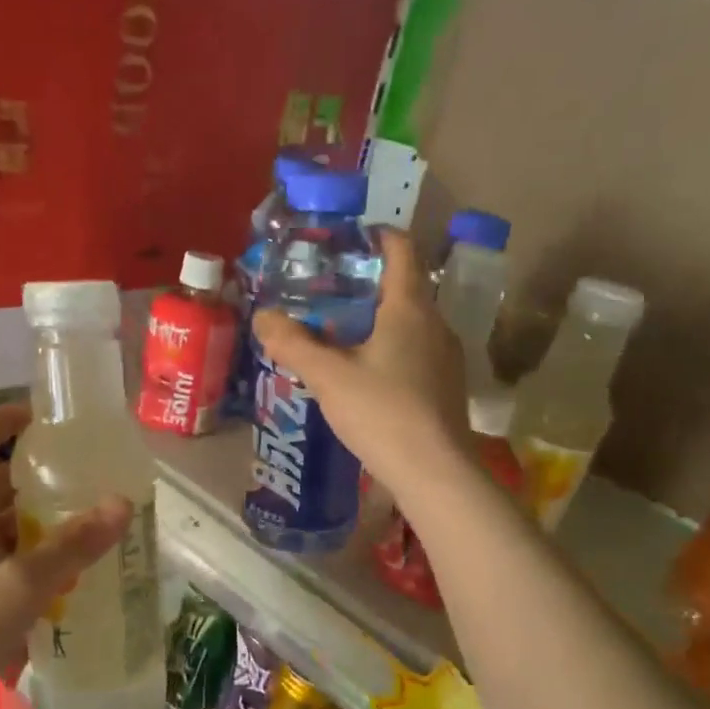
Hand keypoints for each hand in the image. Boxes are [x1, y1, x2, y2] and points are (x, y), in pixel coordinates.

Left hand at [0, 403, 131, 708]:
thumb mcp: (17, 588)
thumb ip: (71, 546)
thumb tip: (121, 504)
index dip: (8, 418)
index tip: (52, 420)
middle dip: (38, 483)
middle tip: (89, 487)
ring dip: (36, 528)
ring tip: (87, 536)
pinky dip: (24, 564)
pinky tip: (61, 586)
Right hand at [255, 230, 472, 502]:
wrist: (434, 472)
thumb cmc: (382, 412)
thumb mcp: (327, 376)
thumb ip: (293, 343)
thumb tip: (262, 316)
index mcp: (410, 308)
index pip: (401, 251)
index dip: (377, 236)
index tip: (348, 239)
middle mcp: (436, 324)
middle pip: (405, 288)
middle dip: (368, 284)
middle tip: (328, 291)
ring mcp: (446, 358)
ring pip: (411, 324)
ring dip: (379, 321)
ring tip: (341, 333)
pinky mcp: (447, 388)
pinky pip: (416, 353)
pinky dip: (391, 349)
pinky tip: (367, 374)